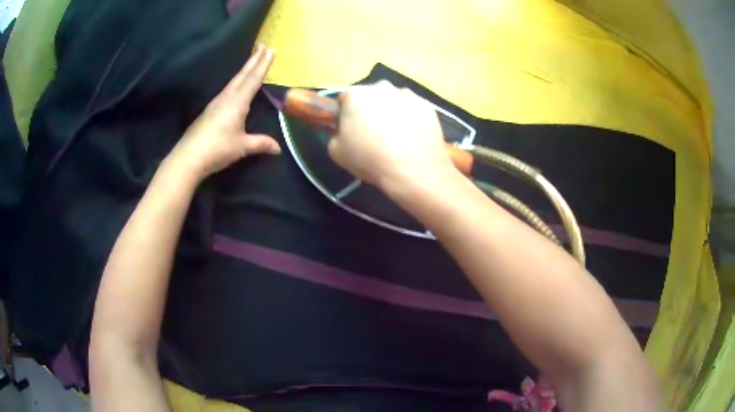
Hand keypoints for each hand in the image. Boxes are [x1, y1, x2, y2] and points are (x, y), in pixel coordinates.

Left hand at [168, 44, 279, 180]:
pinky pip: (227, 90)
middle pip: (242, 75)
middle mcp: (226, 98)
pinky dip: (236, 82)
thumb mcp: (242, 147)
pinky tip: (236, 85)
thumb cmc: (217, 149)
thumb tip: (278, 148)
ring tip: (252, 61)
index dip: (263, 65)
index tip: (270, 50)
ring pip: (234, 81)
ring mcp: (216, 103)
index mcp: (237, 103)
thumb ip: (260, 144)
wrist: (188, 158)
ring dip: (244, 69)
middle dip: (254, 60)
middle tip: (263, 45)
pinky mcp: (209, 111)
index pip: (253, 80)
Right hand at [328, 81, 454, 190]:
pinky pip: (413, 109)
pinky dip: (411, 119)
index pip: (344, 99)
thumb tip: (343, 129)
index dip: (346, 115)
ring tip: (396, 137)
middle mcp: (381, 87)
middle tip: (373, 134)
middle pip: (370, 96)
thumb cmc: (370, 159)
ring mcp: (406, 94)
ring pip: (393, 101)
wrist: (413, 169)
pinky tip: (411, 137)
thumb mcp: (336, 151)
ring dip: (391, 112)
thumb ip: (335, 133)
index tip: (351, 130)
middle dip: (369, 110)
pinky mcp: (426, 105)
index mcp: (355, 95)